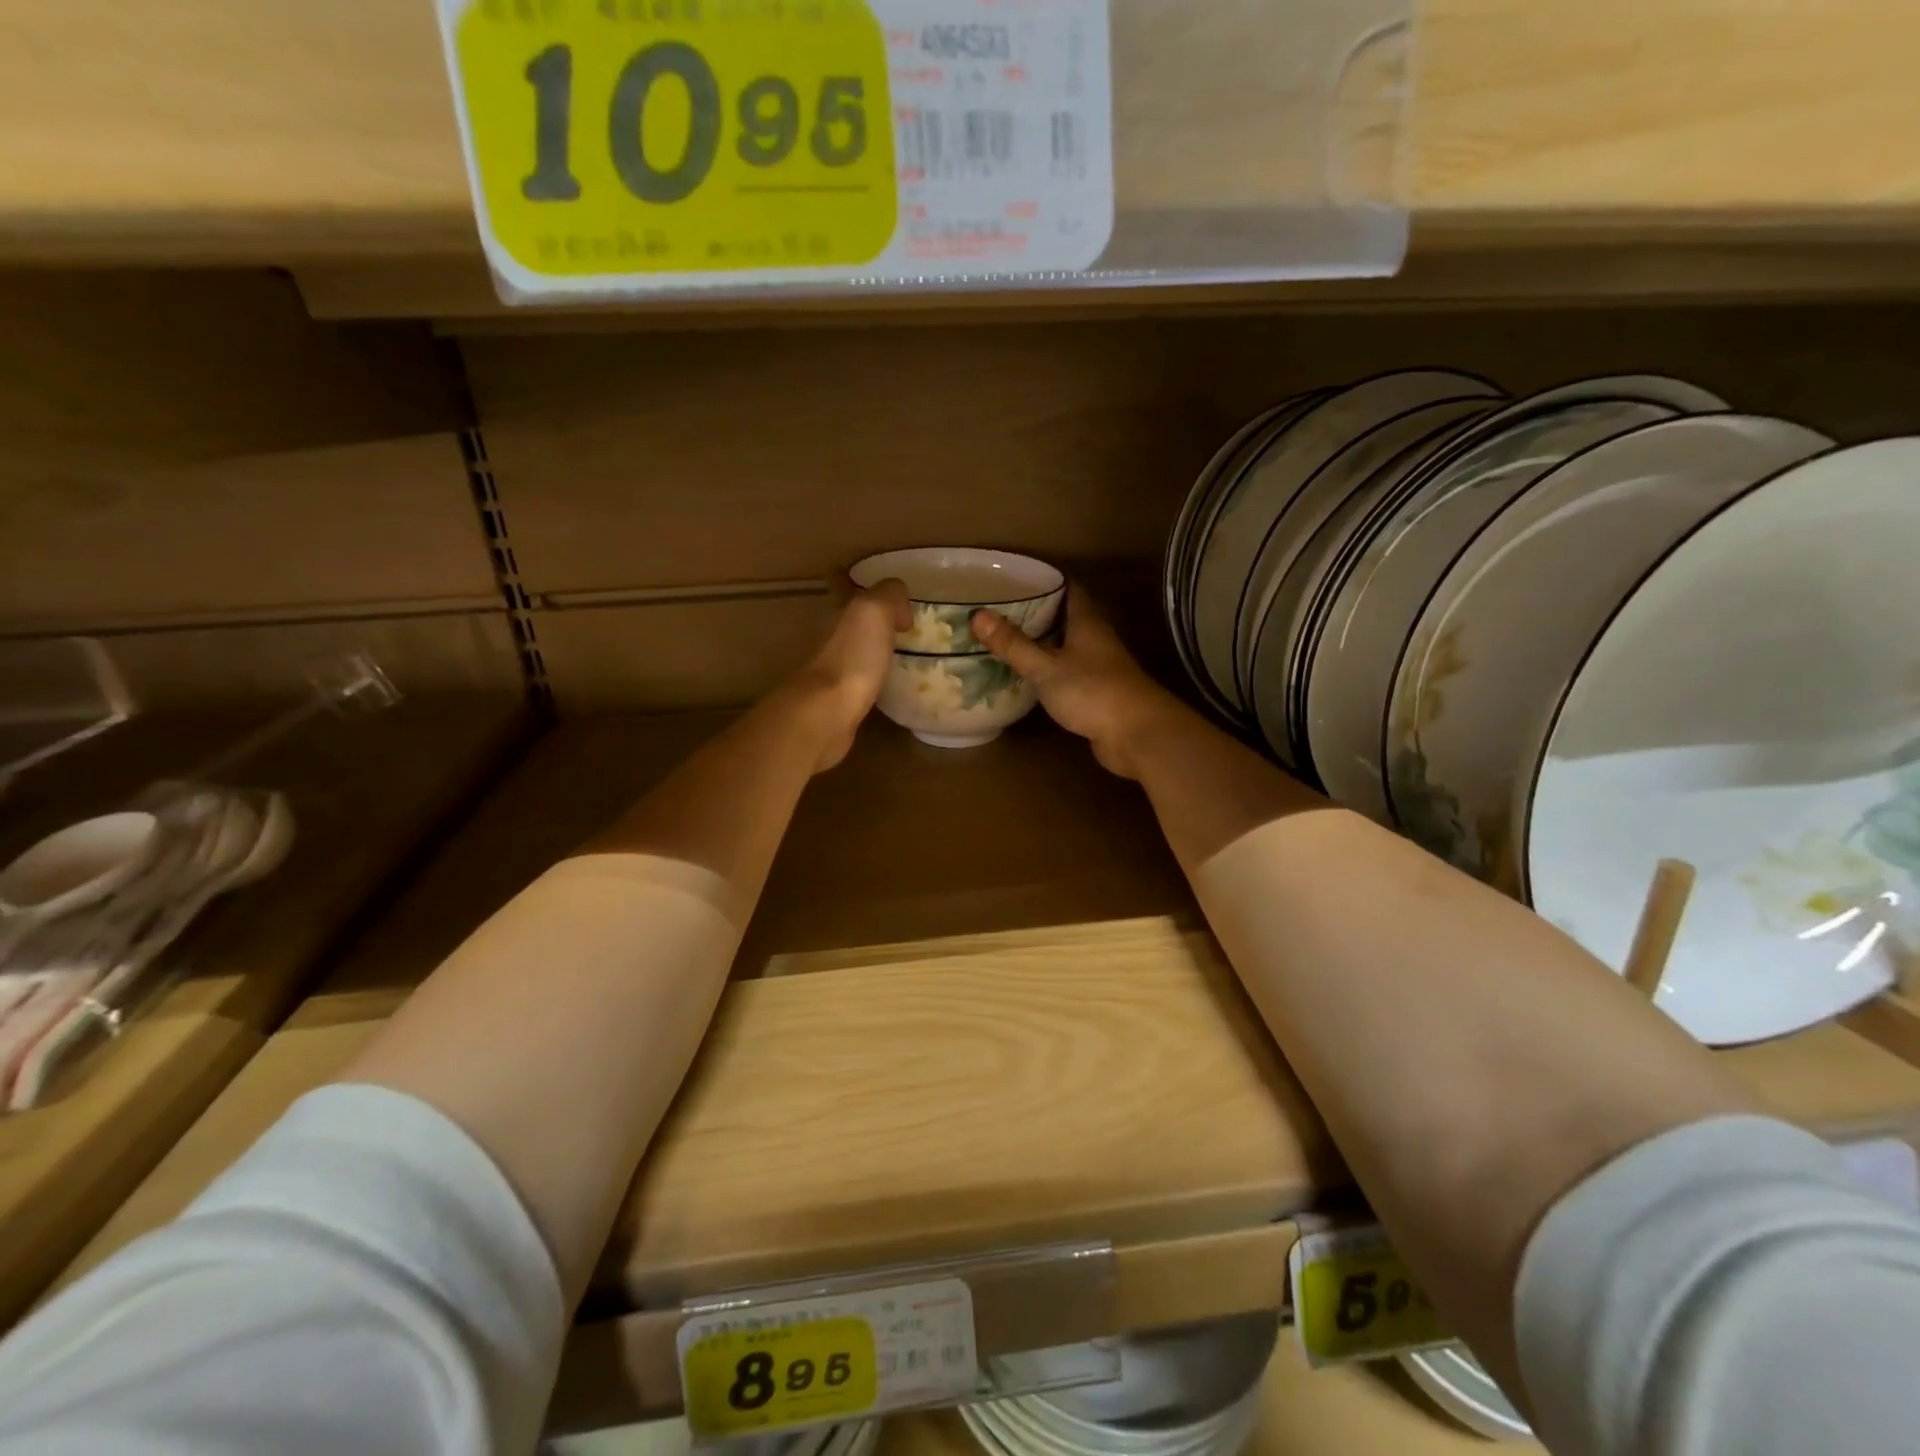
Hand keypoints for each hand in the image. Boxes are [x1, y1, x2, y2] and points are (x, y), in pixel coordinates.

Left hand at [788, 578, 909, 773]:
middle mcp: (828, 638)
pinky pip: (860, 680)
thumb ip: (888, 595)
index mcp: (835, 613)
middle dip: (867, 617)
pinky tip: (890, 683)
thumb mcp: (874, 611)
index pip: (842, 586)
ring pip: (853, 650)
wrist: (827, 713)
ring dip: (871, 648)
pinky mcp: (839, 701)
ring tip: (901, 653)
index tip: (874, 584)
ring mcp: (831, 671)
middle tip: (900, 621)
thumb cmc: (852, 657)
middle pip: (847, 620)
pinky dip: (872, 677)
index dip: (854, 580)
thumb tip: (900, 607)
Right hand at [971, 589, 1177, 779]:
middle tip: (1002, 609)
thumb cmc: (1092, 692)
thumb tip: (978, 615)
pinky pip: (1069, 672)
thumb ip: (1014, 644)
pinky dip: (1050, 669)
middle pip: (1067, 616)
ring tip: (1008, 639)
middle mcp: (1096, 639)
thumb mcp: (1046, 667)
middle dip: (1038, 611)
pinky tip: (1029, 676)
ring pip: (1067, 645)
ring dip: (1043, 642)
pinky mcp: (1098, 692)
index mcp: (1087, 622)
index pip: (1069, 588)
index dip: (1046, 580)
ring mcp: (1100, 667)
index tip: (1017, 578)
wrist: (1137, 735)